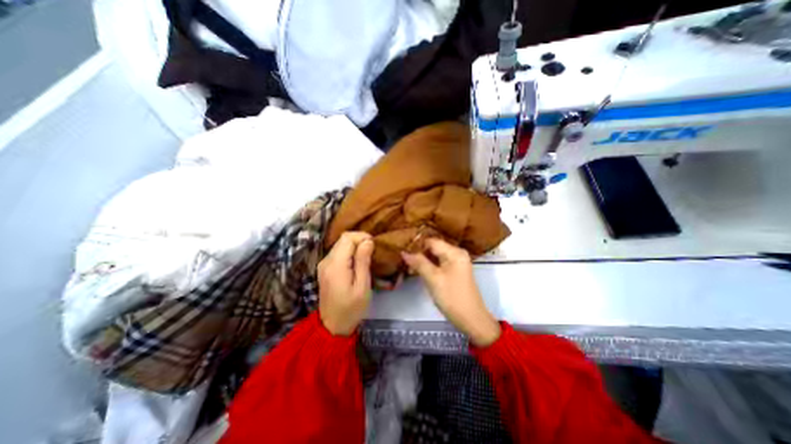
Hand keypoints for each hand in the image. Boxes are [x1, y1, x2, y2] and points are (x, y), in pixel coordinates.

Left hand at [317, 232, 374, 335]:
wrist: (333, 326)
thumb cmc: (351, 309)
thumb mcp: (362, 286)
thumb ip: (363, 262)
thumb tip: (368, 241)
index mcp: (336, 265)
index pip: (347, 238)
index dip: (362, 237)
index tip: (374, 246)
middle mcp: (326, 261)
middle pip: (343, 239)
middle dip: (359, 240)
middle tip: (372, 251)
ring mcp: (324, 264)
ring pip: (340, 244)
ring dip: (355, 245)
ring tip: (367, 256)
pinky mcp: (325, 268)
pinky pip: (338, 252)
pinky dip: (349, 251)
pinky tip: (357, 261)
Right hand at [403, 239, 499, 346]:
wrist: (471, 319)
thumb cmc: (452, 297)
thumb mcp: (433, 279)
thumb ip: (419, 263)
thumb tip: (404, 252)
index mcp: (454, 252)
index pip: (431, 241)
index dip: (416, 245)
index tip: (402, 250)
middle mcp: (457, 253)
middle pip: (433, 248)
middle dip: (418, 253)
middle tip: (403, 260)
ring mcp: (456, 263)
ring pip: (435, 256)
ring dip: (422, 261)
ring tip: (407, 266)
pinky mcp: (454, 271)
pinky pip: (439, 264)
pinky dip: (429, 266)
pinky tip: (418, 271)